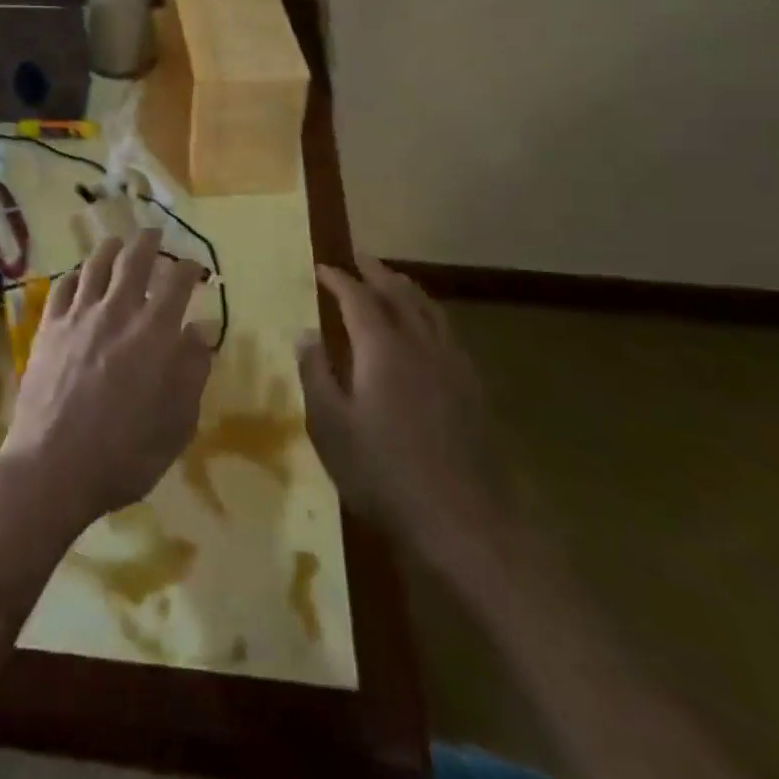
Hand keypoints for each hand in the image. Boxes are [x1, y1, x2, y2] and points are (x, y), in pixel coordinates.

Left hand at [0, 230, 214, 534]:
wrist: (52, 466)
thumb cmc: (124, 454)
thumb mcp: (176, 423)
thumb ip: (192, 371)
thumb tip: (200, 330)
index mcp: (154, 333)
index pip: (177, 282)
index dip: (189, 268)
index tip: (195, 266)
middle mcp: (116, 312)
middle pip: (134, 260)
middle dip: (149, 242)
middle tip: (155, 235)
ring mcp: (78, 316)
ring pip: (95, 265)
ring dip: (110, 248)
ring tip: (117, 242)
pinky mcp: (48, 328)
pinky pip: (63, 287)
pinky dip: (75, 275)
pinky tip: (79, 276)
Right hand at [298, 257, 516, 589]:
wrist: (467, 521)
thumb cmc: (386, 473)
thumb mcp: (331, 427)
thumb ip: (316, 374)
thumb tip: (305, 332)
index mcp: (383, 348)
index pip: (357, 297)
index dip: (338, 279)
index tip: (321, 267)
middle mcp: (421, 344)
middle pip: (399, 293)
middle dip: (376, 271)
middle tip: (358, 257)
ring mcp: (453, 364)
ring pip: (430, 309)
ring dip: (406, 288)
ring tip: (392, 280)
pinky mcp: (473, 388)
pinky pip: (447, 331)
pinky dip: (429, 314)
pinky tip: (427, 330)